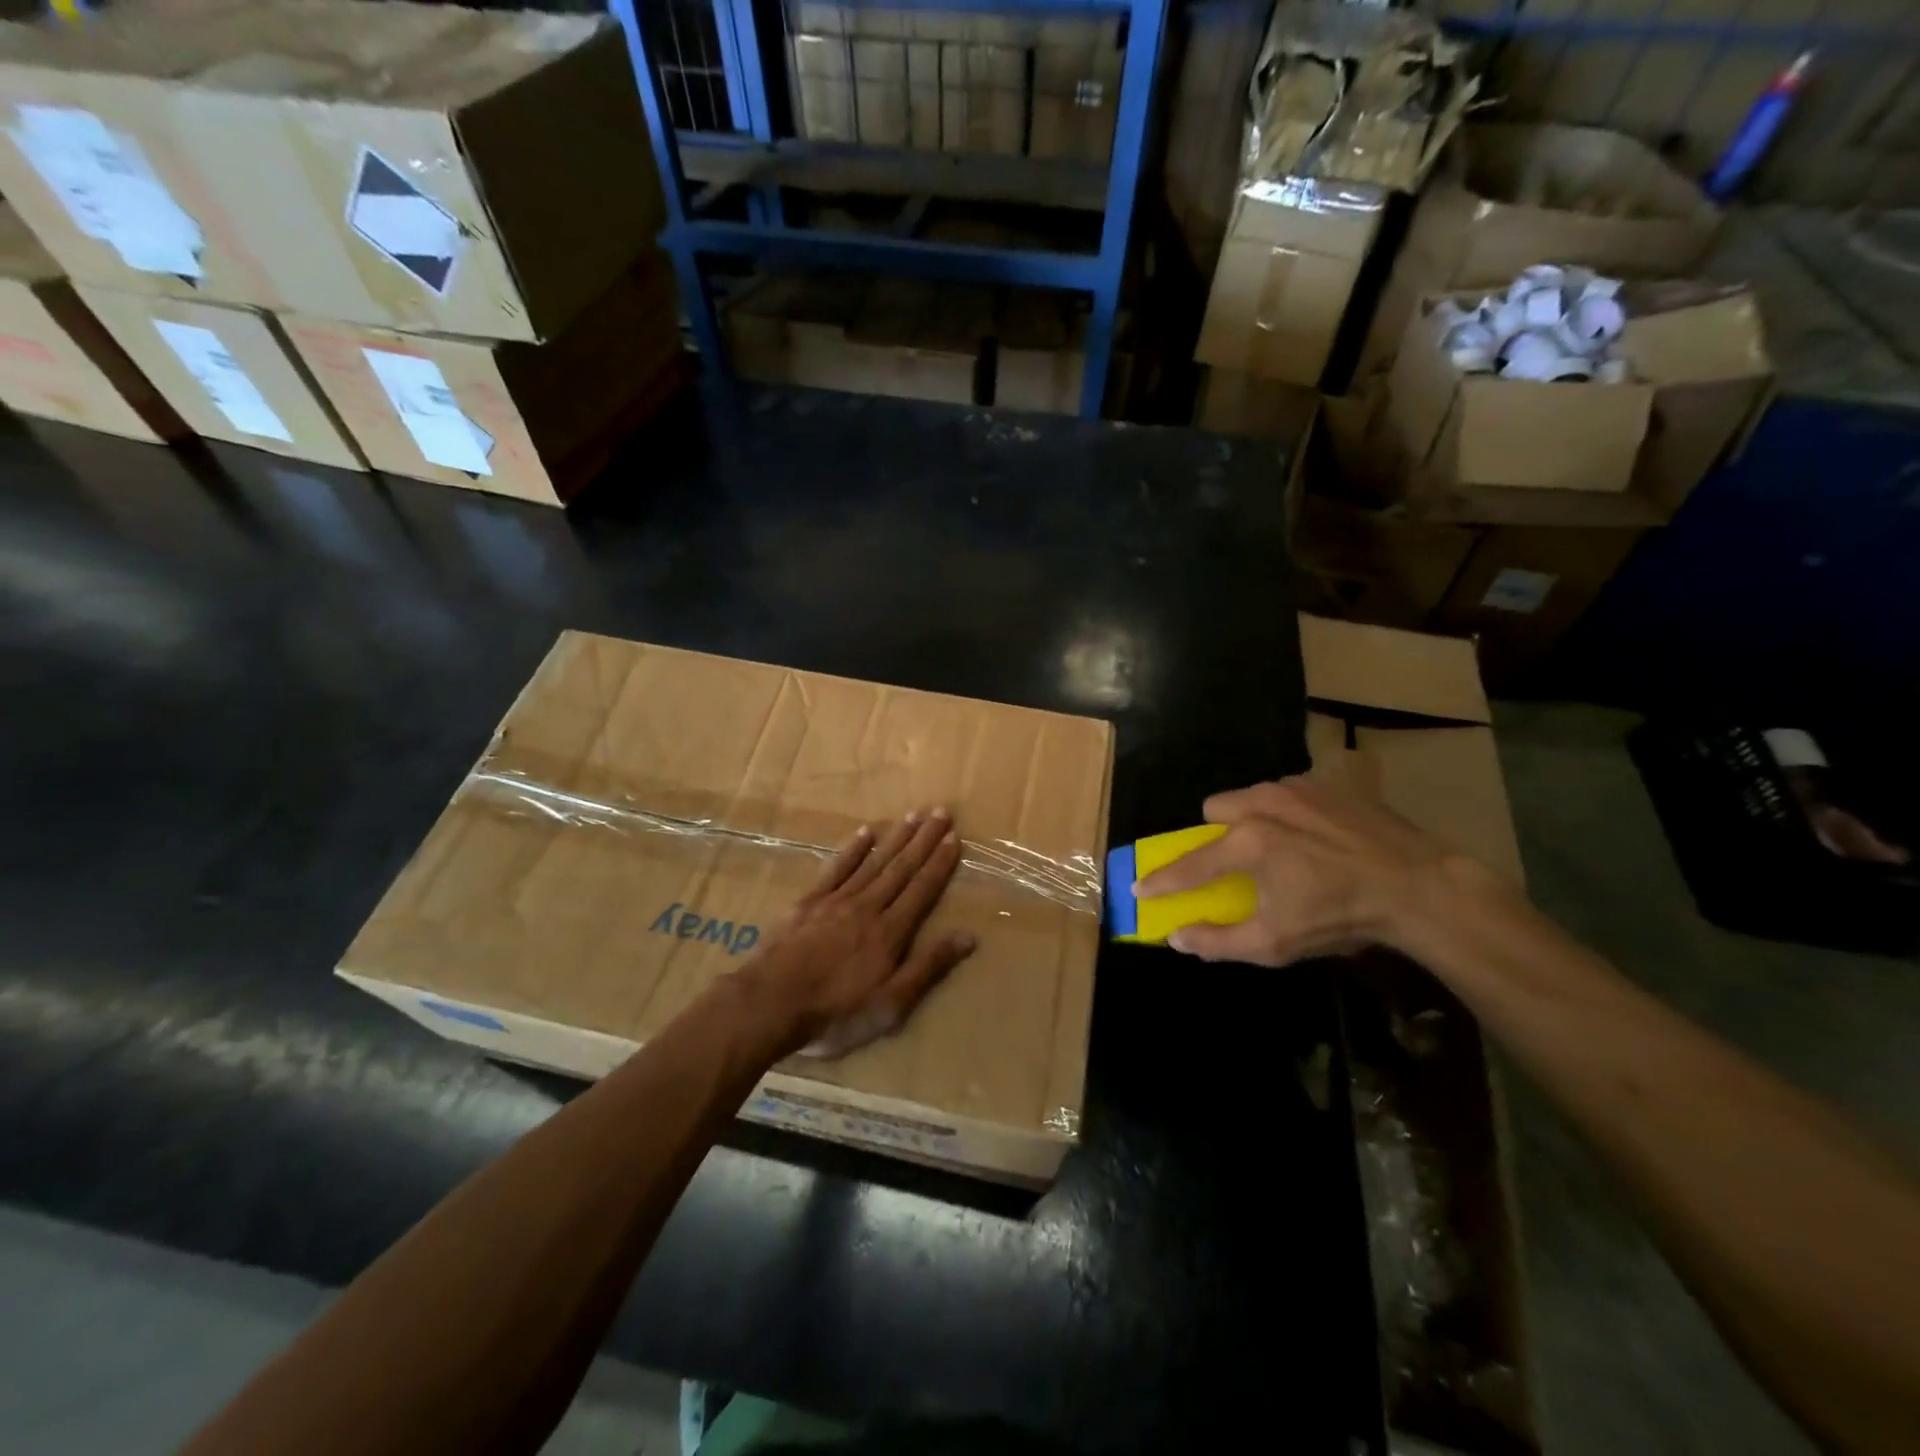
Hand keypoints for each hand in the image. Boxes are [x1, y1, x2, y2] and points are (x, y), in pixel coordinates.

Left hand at [741, 808, 975, 1057]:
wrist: (769, 1003)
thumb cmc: (836, 1012)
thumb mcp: (891, 1005)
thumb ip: (929, 967)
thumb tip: (969, 936)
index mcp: (890, 932)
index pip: (922, 889)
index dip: (940, 863)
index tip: (954, 837)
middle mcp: (868, 906)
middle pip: (901, 868)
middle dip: (924, 840)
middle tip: (940, 812)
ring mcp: (836, 901)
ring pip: (873, 862)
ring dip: (895, 838)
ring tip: (913, 816)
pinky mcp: (808, 902)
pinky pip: (836, 868)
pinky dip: (852, 849)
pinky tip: (865, 833)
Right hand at [1133, 776, 1503, 965]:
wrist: (1419, 887)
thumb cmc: (1341, 917)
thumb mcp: (1277, 942)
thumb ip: (1219, 940)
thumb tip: (1176, 938)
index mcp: (1248, 843)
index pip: (1189, 864)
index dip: (1161, 880)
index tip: (1139, 889)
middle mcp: (1262, 805)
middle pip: (1213, 809)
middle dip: (1214, 835)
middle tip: (1233, 862)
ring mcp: (1295, 789)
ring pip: (1249, 796)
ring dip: (1249, 819)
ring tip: (1277, 848)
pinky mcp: (1325, 784)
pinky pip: (1286, 792)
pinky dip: (1286, 812)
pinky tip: (1312, 837)